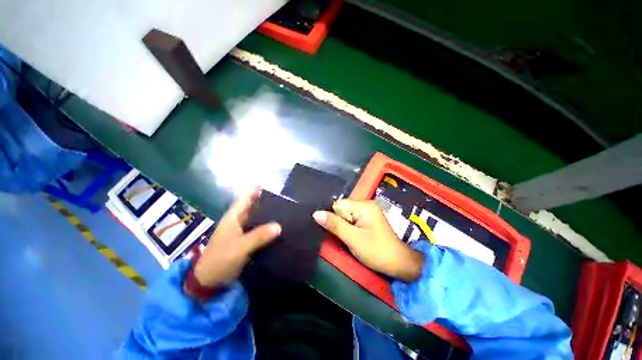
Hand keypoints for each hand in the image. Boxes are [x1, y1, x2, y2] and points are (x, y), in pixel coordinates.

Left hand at [191, 188, 280, 287]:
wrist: (209, 280)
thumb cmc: (221, 259)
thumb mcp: (240, 247)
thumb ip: (259, 236)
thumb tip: (279, 226)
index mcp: (234, 217)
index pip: (245, 198)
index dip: (256, 190)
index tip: (272, 188)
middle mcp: (238, 220)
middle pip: (253, 206)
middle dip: (266, 202)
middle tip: (285, 201)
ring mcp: (241, 230)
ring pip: (257, 218)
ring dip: (268, 215)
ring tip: (285, 213)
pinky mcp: (245, 240)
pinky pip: (258, 229)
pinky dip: (267, 227)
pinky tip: (278, 228)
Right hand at [313, 200, 423, 281]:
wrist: (399, 263)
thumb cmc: (377, 251)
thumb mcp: (353, 239)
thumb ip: (334, 225)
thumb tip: (316, 213)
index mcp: (364, 206)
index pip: (338, 205)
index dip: (333, 217)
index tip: (334, 231)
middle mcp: (366, 203)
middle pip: (342, 208)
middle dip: (339, 222)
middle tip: (343, 236)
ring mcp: (368, 210)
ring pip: (346, 214)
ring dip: (343, 225)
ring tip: (348, 236)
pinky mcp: (368, 217)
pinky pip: (352, 217)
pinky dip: (349, 226)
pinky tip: (352, 234)